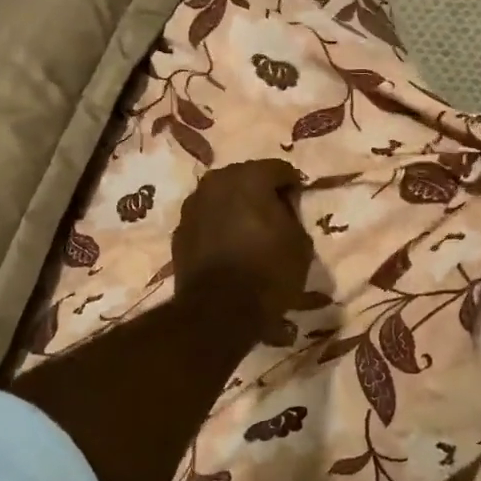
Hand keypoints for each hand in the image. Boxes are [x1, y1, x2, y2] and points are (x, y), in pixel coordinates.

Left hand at [173, 160, 313, 326]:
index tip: (298, 208)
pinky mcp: (179, 231)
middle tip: (275, 219)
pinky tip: (228, 249)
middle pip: (246, 178)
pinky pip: (206, 220)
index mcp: (250, 176)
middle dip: (261, 193)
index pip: (280, 169)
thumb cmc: (269, 272)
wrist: (219, 311)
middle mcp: (216, 181)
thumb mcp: (300, 242)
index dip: (292, 187)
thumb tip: (282, 208)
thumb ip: (293, 215)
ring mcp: (193, 205)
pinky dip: (217, 227)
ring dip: (236, 209)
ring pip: (222, 198)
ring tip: (249, 234)